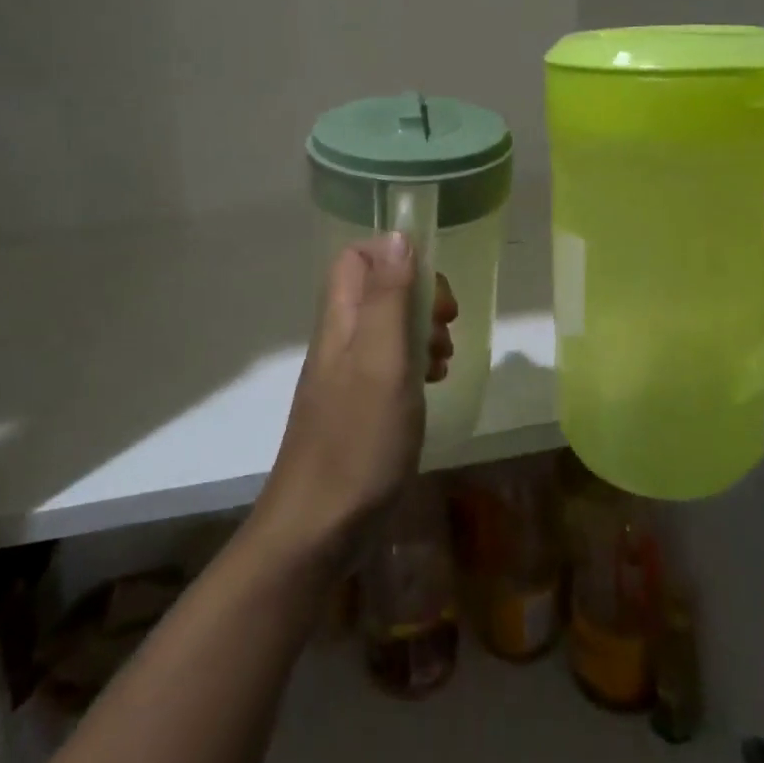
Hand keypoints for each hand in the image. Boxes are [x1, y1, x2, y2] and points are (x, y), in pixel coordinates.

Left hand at [255, 235, 456, 565]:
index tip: (432, 288)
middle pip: (376, 290)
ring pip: (387, 328)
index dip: (395, 257)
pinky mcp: (357, 407)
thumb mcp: (383, 361)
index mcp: (340, 321)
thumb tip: (398, 235)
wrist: (317, 528)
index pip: (356, 257)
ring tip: (444, 359)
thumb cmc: (357, 441)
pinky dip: (414, 365)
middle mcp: (339, 340)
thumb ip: (389, 298)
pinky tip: (431, 386)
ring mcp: (346, 376)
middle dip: (418, 297)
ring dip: (421, 332)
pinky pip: (389, 365)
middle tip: (446, 326)